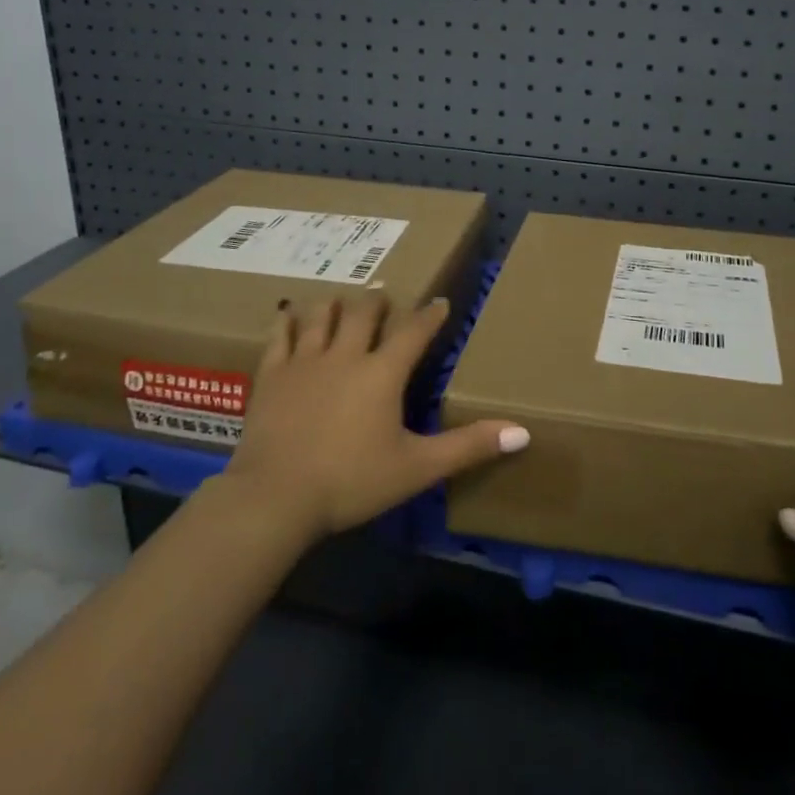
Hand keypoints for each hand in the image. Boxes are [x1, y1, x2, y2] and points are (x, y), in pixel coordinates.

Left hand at [223, 291, 529, 543]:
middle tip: (383, 296)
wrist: (276, 497)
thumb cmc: (351, 481)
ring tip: (341, 299)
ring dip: (335, 304)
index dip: (430, 315)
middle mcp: (346, 355)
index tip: (440, 301)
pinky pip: (280, 336)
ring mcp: (304, 361)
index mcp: (382, 373)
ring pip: (322, 316)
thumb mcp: (417, 468)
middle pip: (364, 313)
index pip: (414, 331)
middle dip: (377, 302)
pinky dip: (286, 321)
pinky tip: (287, 314)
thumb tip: (523, 432)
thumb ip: (468, 447)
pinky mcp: (272, 375)